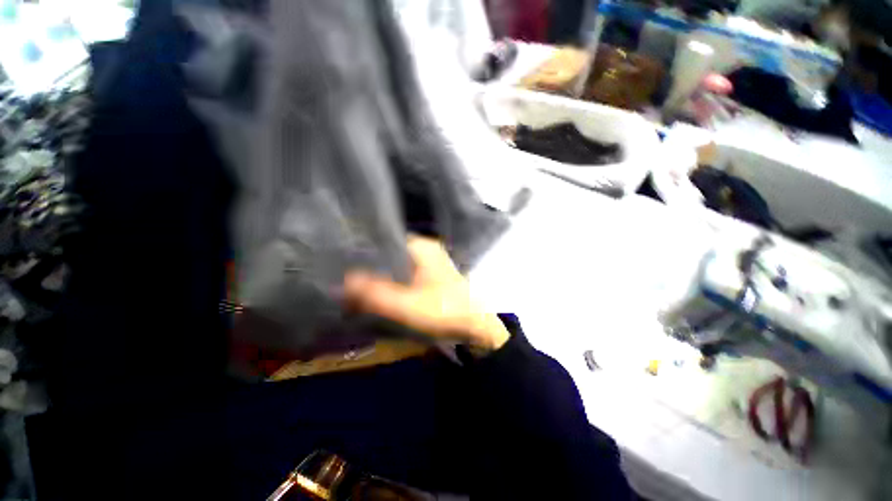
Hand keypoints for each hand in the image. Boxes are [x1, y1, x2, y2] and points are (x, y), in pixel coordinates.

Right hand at [344, 236, 508, 351]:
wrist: (475, 326)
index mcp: (422, 246)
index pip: (385, 240)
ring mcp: (431, 261)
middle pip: (390, 253)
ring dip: (383, 274)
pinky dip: (394, 280)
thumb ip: (375, 294)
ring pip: (398, 263)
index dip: (365, 251)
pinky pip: (407, 272)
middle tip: (349, 277)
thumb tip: (345, 280)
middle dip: (372, 265)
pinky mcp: (432, 274)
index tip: (345, 263)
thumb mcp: (406, 305)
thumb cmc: (444, 311)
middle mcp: (426, 248)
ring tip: (360, 284)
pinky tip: (382, 290)